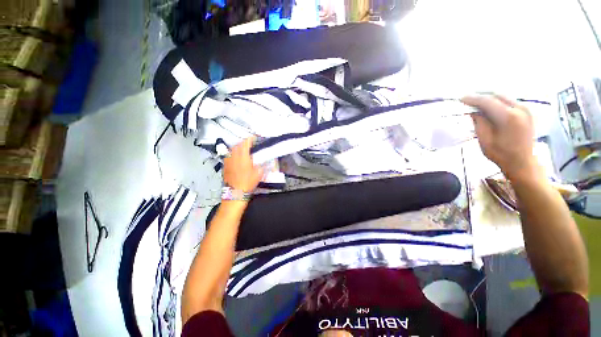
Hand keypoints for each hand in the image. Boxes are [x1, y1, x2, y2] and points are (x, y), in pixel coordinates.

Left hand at [223, 137, 263, 192]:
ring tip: (244, 149)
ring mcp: (228, 160)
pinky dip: (233, 153)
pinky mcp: (225, 165)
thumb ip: (261, 164)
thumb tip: (263, 160)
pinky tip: (237, 157)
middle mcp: (234, 156)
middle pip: (238, 144)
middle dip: (244, 142)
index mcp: (243, 157)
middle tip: (250, 144)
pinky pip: (229, 155)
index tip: (254, 138)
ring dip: (239, 147)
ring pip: (232, 149)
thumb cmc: (247, 183)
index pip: (245, 143)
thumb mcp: (259, 173)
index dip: (250, 139)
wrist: (235, 193)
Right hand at [461, 94, 537, 181]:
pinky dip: (498, 102)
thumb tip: (473, 111)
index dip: (473, 99)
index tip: (461, 99)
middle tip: (468, 101)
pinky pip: (510, 102)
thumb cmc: (501, 154)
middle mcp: (520, 109)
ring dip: (490, 99)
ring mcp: (526, 110)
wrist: (522, 162)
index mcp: (508, 117)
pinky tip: (490, 108)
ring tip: (477, 104)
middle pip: (497, 95)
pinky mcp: (527, 112)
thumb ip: (479, 122)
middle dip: (481, 96)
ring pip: (504, 97)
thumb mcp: (485, 140)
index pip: (488, 101)